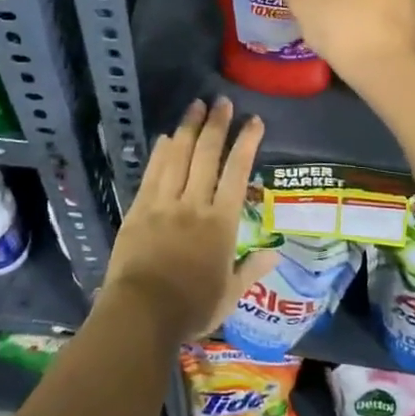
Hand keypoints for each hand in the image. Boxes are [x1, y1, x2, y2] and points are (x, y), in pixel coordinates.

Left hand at [102, 98, 278, 346]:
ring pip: (178, 157)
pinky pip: (152, 173)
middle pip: (207, 155)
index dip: (246, 144)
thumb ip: (251, 270)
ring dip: (188, 129)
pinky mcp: (139, 209)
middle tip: (223, 102)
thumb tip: (275, 254)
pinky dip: (160, 152)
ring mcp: (164, 203)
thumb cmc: (191, 308)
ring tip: (196, 106)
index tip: (254, 121)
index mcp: (220, 223)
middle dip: (217, 125)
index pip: (237, 173)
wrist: (140, 314)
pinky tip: (164, 137)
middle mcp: (194, 204)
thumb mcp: (229, 295)